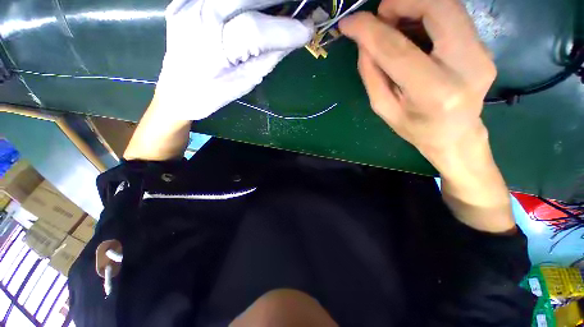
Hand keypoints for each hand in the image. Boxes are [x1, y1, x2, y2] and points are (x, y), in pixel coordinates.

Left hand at [156, 0, 313, 119]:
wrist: (176, 92)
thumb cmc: (212, 95)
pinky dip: (242, 0)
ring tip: (279, 7)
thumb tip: (293, 39)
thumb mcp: (245, 82)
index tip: (309, 29)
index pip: (255, 30)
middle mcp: (196, 17)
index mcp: (212, 49)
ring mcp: (186, 4)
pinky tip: (252, 7)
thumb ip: (268, 57)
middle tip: (300, 6)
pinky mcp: (182, 0)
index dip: (286, 29)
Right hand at [339, 0, 495, 163]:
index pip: (397, 49)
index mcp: (433, 92)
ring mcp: (481, 53)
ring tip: (394, 24)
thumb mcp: (384, 108)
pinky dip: (427, 14)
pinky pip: (453, 16)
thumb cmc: (414, 128)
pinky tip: (413, 31)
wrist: (456, 135)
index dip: (369, 31)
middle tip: (380, 16)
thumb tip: (364, 42)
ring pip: (449, 5)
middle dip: (402, 2)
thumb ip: (372, 74)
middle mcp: (467, 65)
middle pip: (439, 6)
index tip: (348, 23)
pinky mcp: (483, 47)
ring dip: (414, 5)